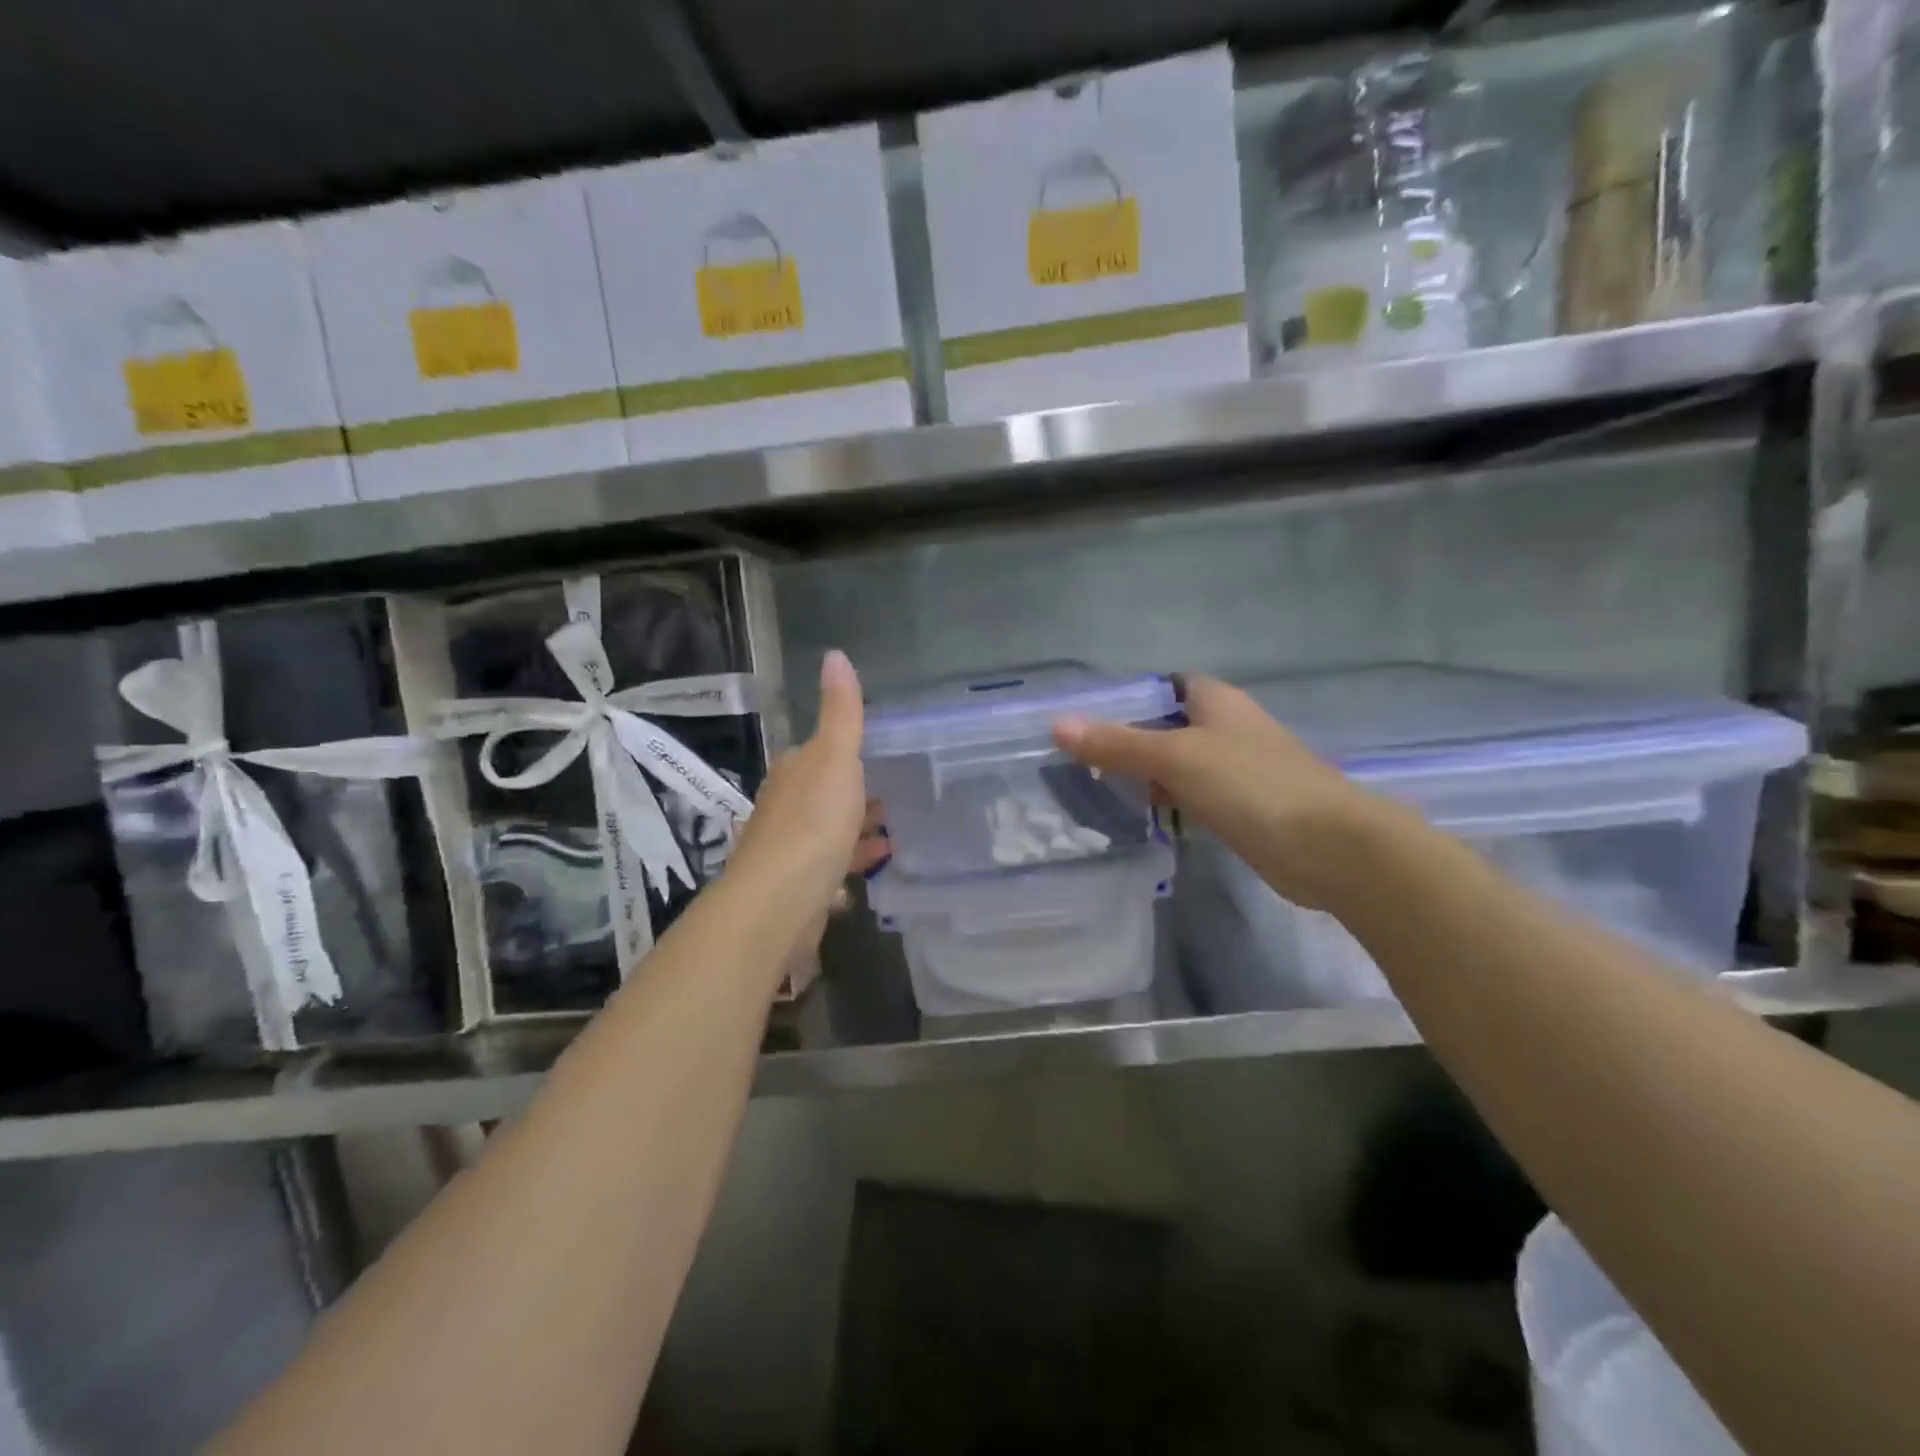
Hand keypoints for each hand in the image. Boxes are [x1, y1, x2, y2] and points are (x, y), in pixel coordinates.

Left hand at [725, 650, 888, 923]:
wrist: (779, 901)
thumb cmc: (813, 822)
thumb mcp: (834, 758)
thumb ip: (841, 712)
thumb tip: (834, 654)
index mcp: (793, 773)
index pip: (817, 753)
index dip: (845, 752)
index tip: (877, 754)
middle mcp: (785, 807)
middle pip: (824, 793)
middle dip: (854, 793)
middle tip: (894, 794)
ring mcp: (789, 849)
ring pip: (828, 832)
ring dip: (856, 829)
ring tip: (893, 832)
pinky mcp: (799, 887)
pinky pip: (831, 867)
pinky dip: (853, 861)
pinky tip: (876, 867)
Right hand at [1051, 674, 1384, 911]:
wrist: (1329, 847)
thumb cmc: (1251, 785)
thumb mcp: (1176, 757)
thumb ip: (1117, 744)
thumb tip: (1056, 725)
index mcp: (1216, 701)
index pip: (1164, 686)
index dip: (1127, 698)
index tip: (1087, 719)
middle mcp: (1227, 728)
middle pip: (1167, 727)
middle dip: (1127, 740)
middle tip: (1079, 760)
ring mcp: (1237, 770)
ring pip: (1179, 764)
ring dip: (1146, 774)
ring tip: (1096, 788)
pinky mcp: (1242, 808)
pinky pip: (1194, 796)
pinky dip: (1169, 801)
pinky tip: (1142, 816)